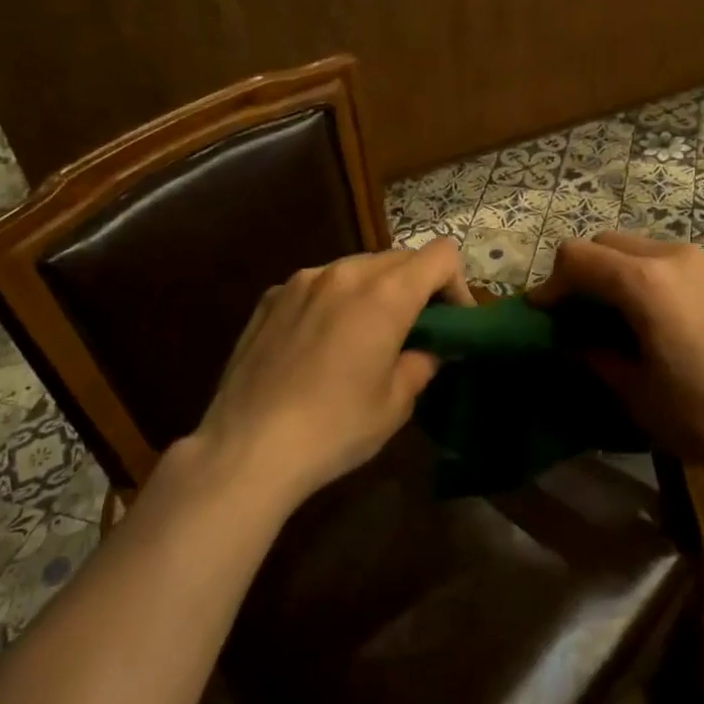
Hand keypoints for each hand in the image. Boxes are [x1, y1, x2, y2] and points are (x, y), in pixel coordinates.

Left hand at [189, 239, 471, 506]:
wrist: (247, 448)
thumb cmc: (334, 427)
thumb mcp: (395, 404)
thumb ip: (421, 363)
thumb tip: (428, 350)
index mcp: (385, 294)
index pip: (441, 255)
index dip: (456, 283)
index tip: (451, 321)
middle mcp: (345, 272)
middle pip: (399, 258)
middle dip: (416, 287)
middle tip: (413, 331)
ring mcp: (302, 280)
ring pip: (356, 268)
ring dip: (374, 291)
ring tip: (364, 336)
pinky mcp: (271, 297)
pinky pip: (317, 284)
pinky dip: (333, 301)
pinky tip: (319, 344)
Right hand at [531, 232, 703, 484]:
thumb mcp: (636, 393)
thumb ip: (594, 354)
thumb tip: (572, 339)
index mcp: (645, 281)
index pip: (577, 257)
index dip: (551, 283)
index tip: (543, 315)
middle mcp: (674, 255)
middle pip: (607, 243)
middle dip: (583, 272)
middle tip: (577, 315)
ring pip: (641, 247)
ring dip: (617, 272)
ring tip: (618, 317)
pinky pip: (672, 260)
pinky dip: (649, 276)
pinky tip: (660, 318)